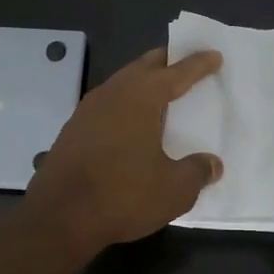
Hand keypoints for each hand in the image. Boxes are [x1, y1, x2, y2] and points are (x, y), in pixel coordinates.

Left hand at [25, 47, 223, 253]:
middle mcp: (113, 93)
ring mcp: (88, 110)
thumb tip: (212, 164)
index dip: (197, 64)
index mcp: (141, 97)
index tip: (214, 55)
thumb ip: (196, 171)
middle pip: (144, 67)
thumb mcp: (174, 190)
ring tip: (161, 92)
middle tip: (185, 62)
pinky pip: (107, 105)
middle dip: (166, 62)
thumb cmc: (123, 195)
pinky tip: (131, 122)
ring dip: (143, 83)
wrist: (59, 217)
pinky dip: (125, 104)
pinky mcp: (73, 130)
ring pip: (122, 84)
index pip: (176, 72)